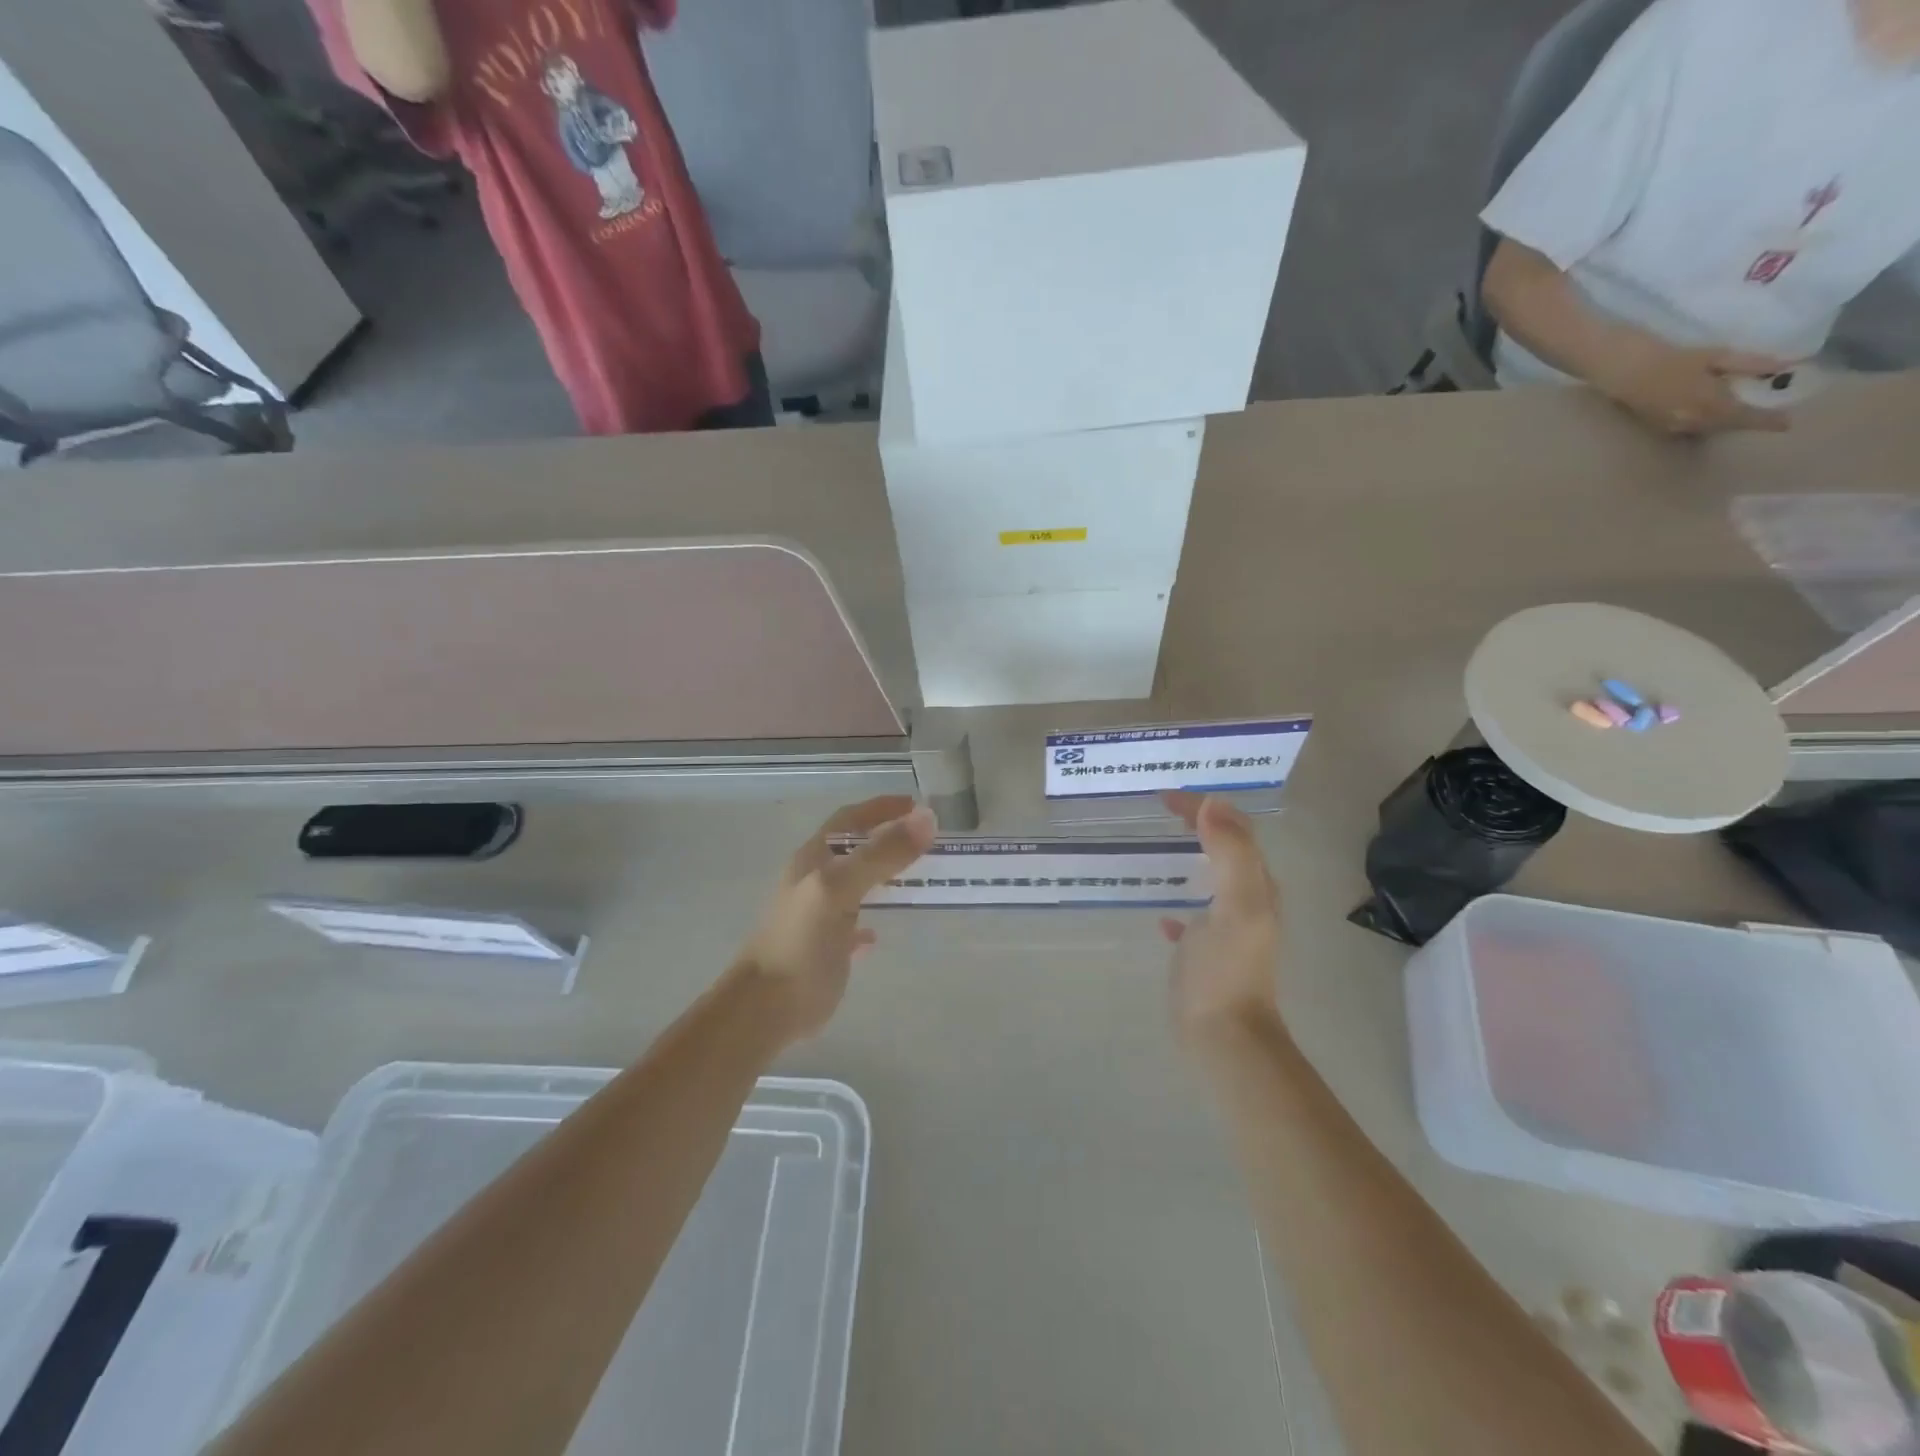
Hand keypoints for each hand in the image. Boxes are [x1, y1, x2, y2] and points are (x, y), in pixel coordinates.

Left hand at [733, 796, 935, 1042]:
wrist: (767, 1007)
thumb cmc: (801, 940)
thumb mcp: (840, 887)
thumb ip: (882, 854)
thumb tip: (927, 818)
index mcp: (814, 859)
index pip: (850, 820)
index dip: (881, 808)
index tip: (918, 805)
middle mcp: (816, 880)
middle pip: (856, 849)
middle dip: (889, 839)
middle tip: (929, 841)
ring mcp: (821, 914)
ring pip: (858, 884)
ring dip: (886, 876)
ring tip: (920, 877)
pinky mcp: (828, 947)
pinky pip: (855, 924)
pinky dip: (872, 920)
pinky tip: (883, 930)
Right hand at [1159, 792, 1282, 1045]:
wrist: (1224, 1037)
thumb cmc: (1227, 968)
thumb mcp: (1237, 904)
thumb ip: (1230, 853)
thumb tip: (1212, 804)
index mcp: (1257, 886)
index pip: (1235, 830)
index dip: (1204, 807)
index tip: (1165, 798)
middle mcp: (1248, 903)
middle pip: (1226, 850)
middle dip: (1199, 825)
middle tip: (1162, 812)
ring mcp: (1228, 931)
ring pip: (1211, 881)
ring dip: (1191, 858)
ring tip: (1161, 847)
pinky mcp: (1208, 956)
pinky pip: (1194, 919)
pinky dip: (1179, 906)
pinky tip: (1162, 916)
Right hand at [1592, 337, 1792, 436]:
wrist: (1624, 370)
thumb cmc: (1669, 359)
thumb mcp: (1714, 356)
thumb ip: (1749, 364)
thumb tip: (1786, 366)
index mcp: (1711, 404)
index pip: (1746, 417)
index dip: (1768, 420)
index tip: (1787, 424)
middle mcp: (1694, 421)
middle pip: (1727, 425)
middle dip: (1745, 421)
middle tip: (1764, 415)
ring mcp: (1674, 426)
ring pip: (1708, 428)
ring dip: (1724, 423)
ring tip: (1737, 413)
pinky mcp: (1660, 425)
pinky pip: (1691, 428)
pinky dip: (1705, 422)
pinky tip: (1708, 413)